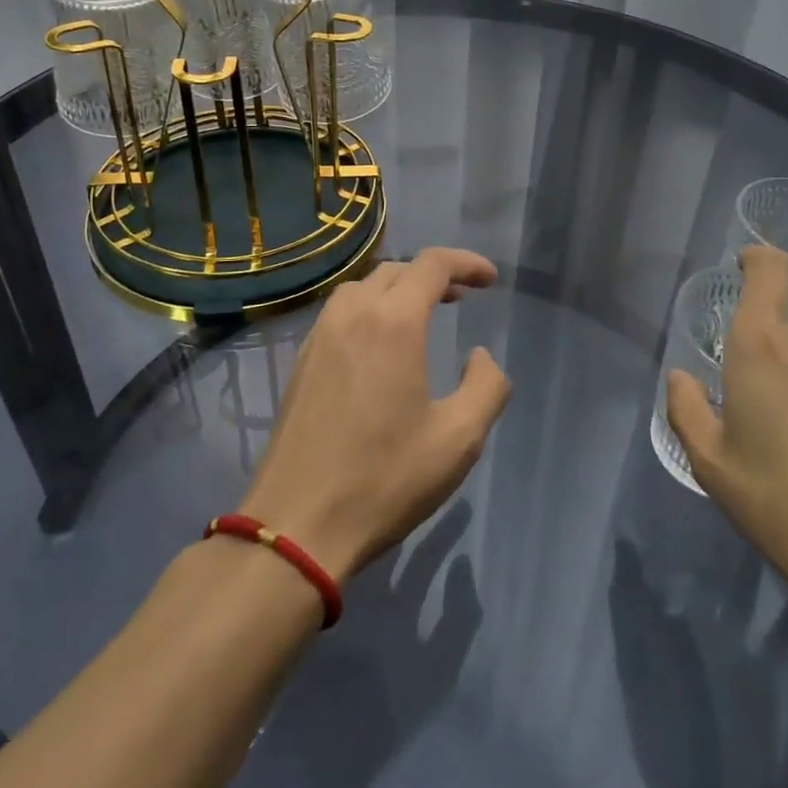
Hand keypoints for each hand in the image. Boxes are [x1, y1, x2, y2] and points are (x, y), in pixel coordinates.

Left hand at [239, 248, 510, 581]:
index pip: (432, 265)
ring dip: (397, 288)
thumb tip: (480, 357)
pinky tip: (378, 345)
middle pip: (396, 270)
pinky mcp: (300, 363)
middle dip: (434, 275)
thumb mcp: (458, 439)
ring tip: (421, 314)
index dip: (466, 263)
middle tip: (462, 297)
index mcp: (392, 323)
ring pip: (362, 288)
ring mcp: (319, 337)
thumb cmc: (384, 479)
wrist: (297, 524)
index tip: (490, 280)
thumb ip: (486, 387)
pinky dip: (368, 309)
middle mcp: (351, 316)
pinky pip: (339, 313)